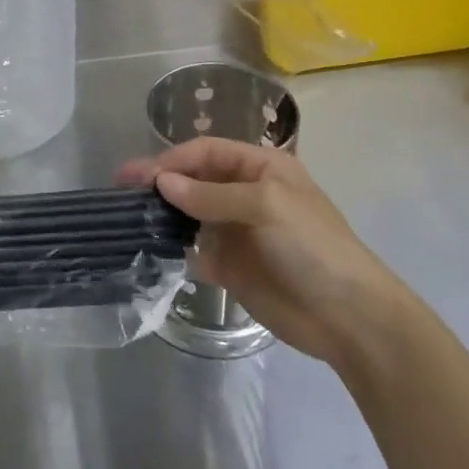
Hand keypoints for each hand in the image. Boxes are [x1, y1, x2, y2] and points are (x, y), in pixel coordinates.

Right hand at [118, 139, 399, 370]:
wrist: (348, 316)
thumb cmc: (312, 245)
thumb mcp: (266, 205)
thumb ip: (211, 194)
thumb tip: (162, 183)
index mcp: (260, 167)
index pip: (206, 153)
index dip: (172, 159)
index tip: (138, 174)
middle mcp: (246, 194)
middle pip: (195, 180)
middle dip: (160, 182)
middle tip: (121, 189)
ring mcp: (238, 232)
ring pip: (191, 214)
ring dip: (164, 214)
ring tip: (128, 217)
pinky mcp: (232, 268)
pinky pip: (195, 251)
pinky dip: (175, 249)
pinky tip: (152, 250)